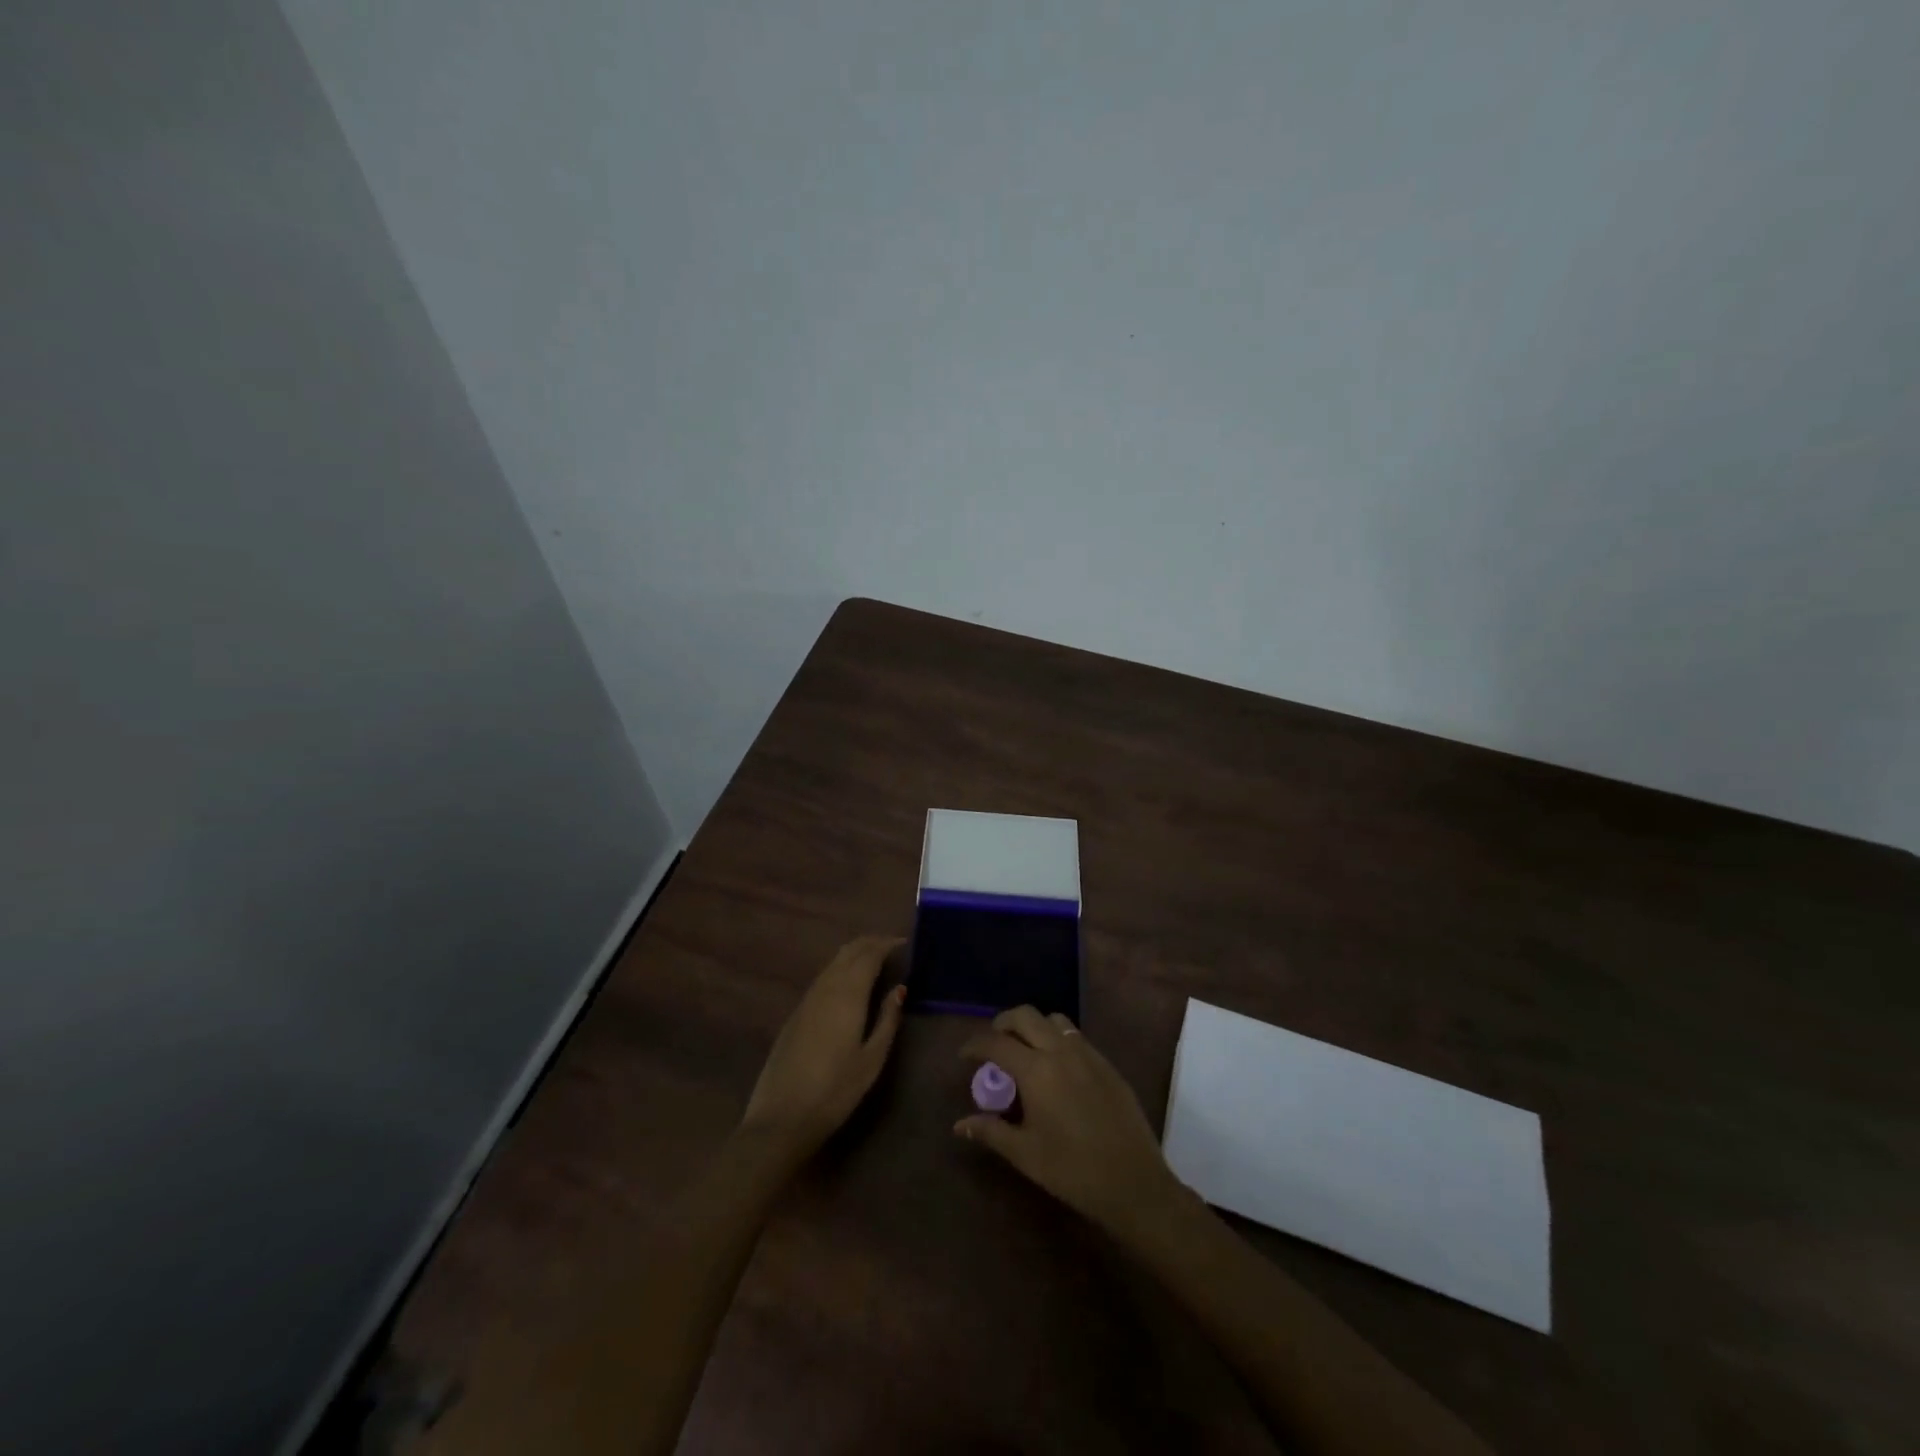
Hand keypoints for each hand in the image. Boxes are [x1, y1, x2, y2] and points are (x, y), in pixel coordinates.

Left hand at [740, 935, 905, 1158]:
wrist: (781, 1117)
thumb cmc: (835, 1091)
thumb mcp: (872, 1059)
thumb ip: (887, 1019)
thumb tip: (899, 988)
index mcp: (848, 994)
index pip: (868, 954)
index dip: (886, 944)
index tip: (904, 943)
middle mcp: (826, 988)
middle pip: (848, 951)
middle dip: (870, 943)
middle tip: (892, 946)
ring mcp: (807, 999)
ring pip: (833, 962)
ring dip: (854, 954)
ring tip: (875, 960)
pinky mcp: (796, 1013)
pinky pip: (823, 977)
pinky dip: (840, 969)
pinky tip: (849, 983)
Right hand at [955, 1007, 1185, 1238]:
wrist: (1133, 1182)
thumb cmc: (1072, 1170)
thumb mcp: (1025, 1154)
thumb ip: (991, 1132)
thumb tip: (960, 1125)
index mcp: (1036, 1070)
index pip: (996, 1042)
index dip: (975, 1044)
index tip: (964, 1055)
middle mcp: (1060, 1051)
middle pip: (1025, 1016)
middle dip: (1003, 1023)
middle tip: (993, 1044)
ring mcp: (1087, 1053)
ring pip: (1054, 1020)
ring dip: (1033, 1026)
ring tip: (1025, 1050)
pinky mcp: (1107, 1064)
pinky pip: (1076, 1036)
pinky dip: (1057, 1039)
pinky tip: (1056, 1068)